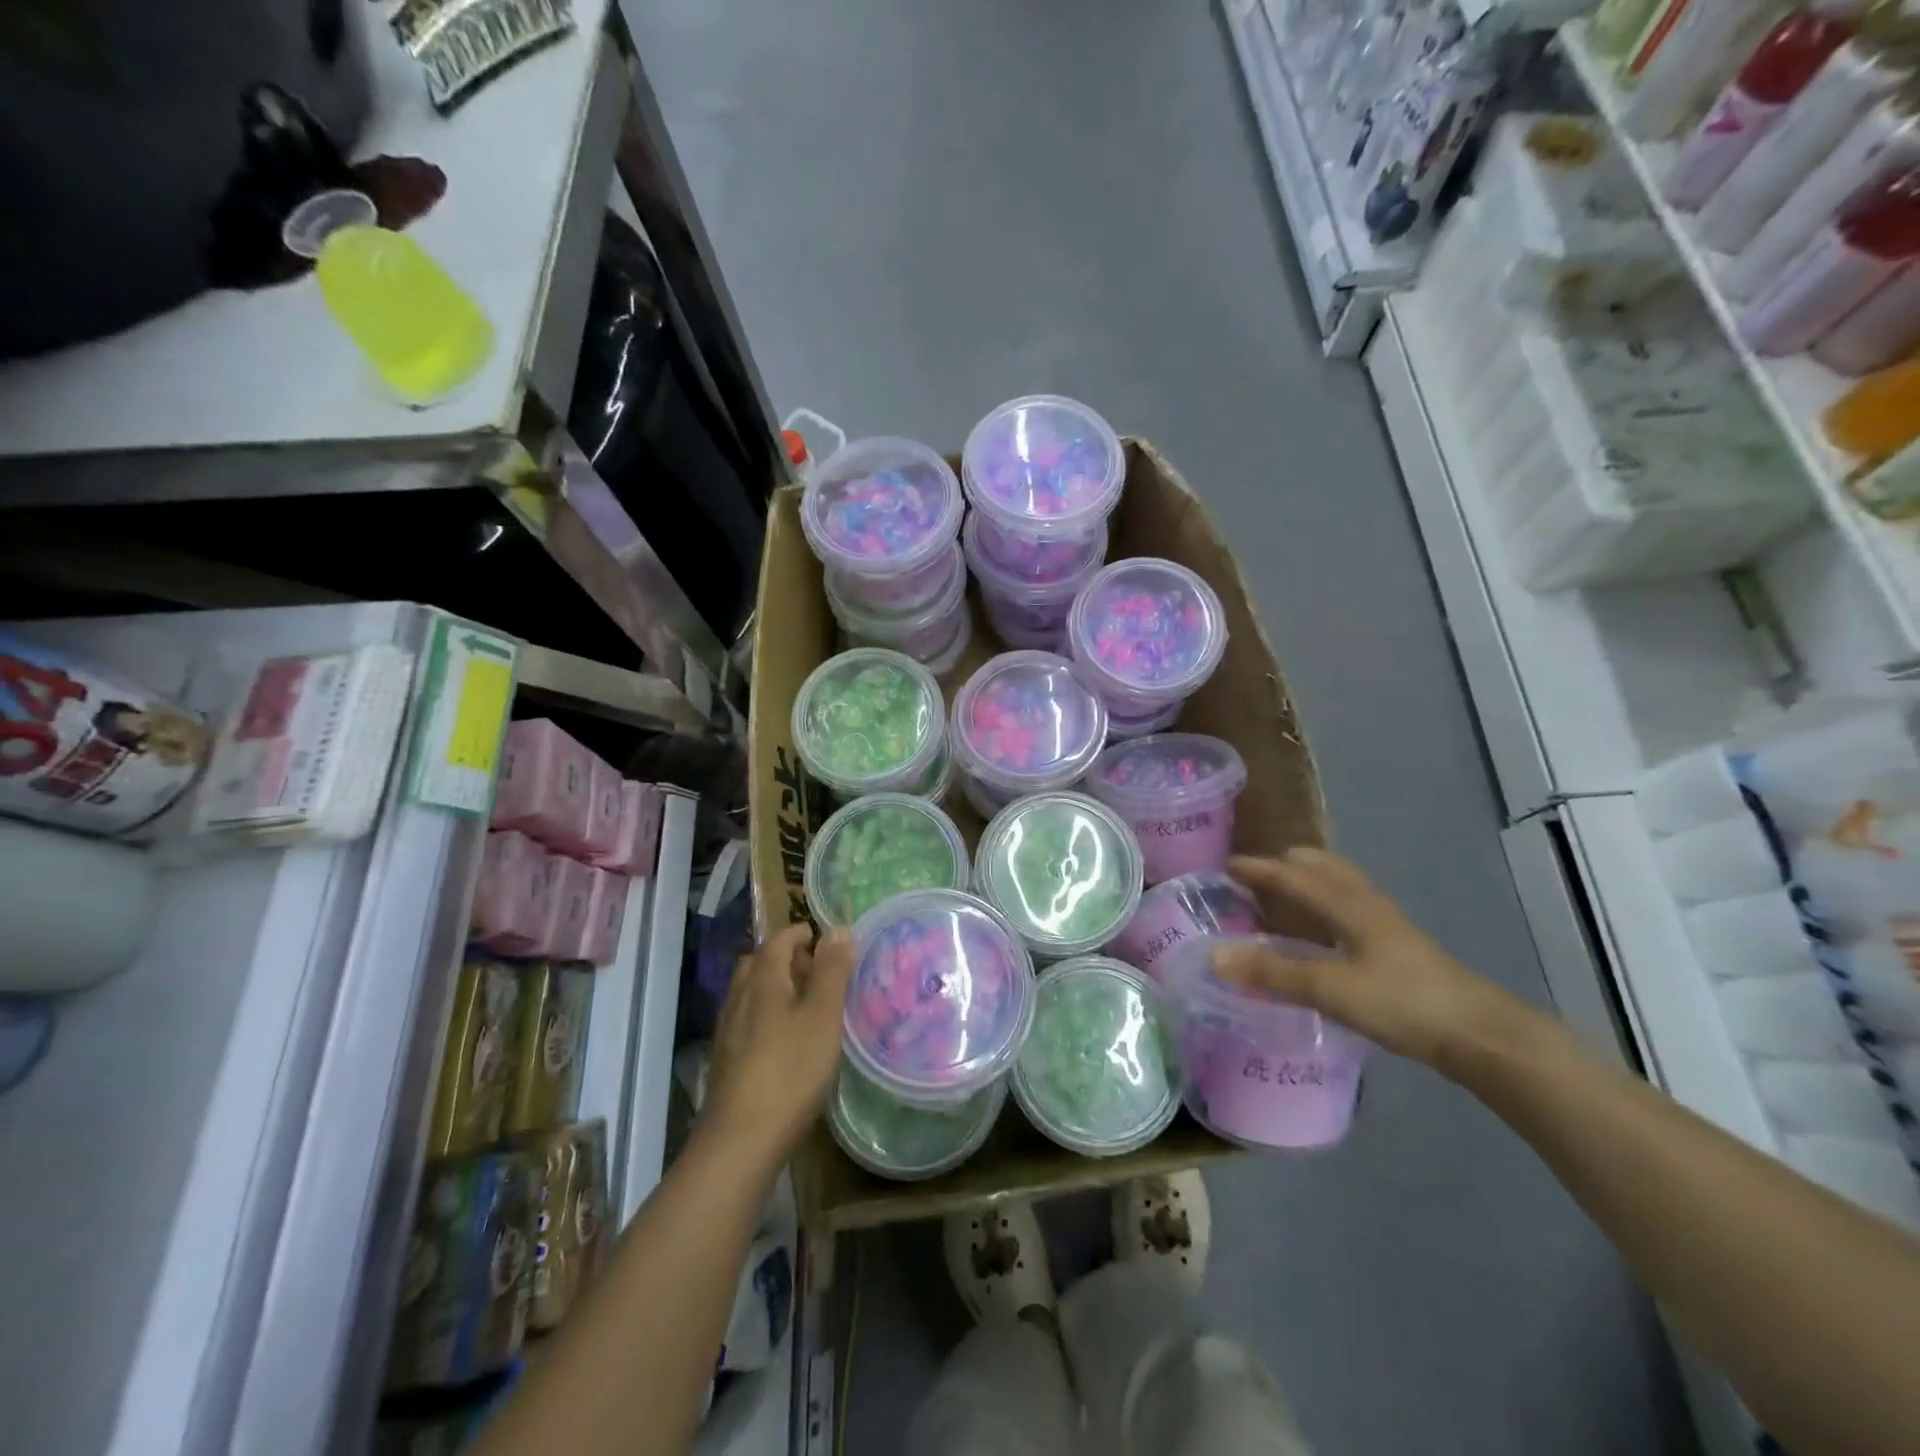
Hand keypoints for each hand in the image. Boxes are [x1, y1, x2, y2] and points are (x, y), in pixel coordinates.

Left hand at [702, 924, 855, 1169]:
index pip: (779, 939)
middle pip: (760, 963)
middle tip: (820, 972)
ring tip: (808, 1006)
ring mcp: (728, 1030)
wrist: (740, 1141)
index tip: (829, 941)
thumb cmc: (790, 1070)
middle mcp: (739, 996)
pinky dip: (767, 1015)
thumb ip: (831, 971)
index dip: (803, 934)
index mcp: (762, 979)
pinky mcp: (725, 1060)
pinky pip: (748, 1020)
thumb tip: (838, 928)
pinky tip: (786, 1041)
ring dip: (777, 988)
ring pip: (752, 993)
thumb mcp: (822, 1016)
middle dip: (788, 959)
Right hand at [1213, 849, 1543, 1073]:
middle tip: (1255, 878)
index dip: (1259, 868)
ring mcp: (1386, 925)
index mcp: (1349, 905)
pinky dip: (1326, 906)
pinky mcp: (1398, 947)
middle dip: (1287, 865)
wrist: (1481, 1035)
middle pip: (1324, 868)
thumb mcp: (1331, 989)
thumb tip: (1215, 955)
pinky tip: (1322, 934)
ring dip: (1309, 883)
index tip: (1226, 865)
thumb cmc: (1403, 1003)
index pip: (1294, 875)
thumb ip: (1273, 972)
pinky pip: (1351, 908)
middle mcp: (1366, 905)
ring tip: (1284, 898)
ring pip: (1341, 886)